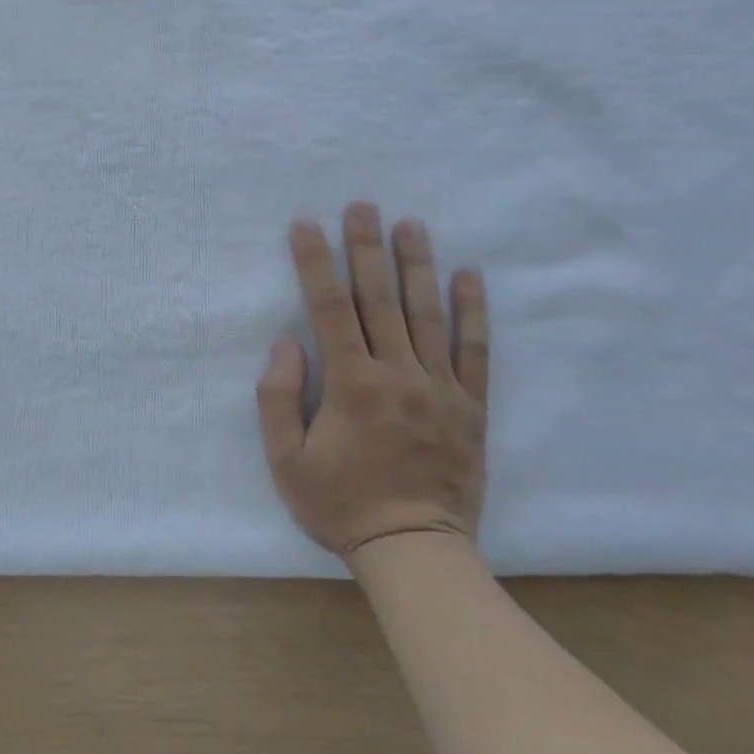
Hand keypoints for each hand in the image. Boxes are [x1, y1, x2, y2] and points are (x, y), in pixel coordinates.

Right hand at [256, 202, 488, 557]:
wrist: (413, 549)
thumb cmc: (340, 505)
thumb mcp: (285, 461)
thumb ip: (278, 398)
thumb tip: (286, 343)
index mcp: (350, 383)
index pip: (328, 307)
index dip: (314, 261)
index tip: (305, 224)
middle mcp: (396, 373)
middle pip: (378, 298)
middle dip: (366, 247)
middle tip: (363, 205)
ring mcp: (439, 387)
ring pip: (427, 314)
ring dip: (417, 265)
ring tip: (411, 223)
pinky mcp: (470, 406)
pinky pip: (474, 351)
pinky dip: (472, 312)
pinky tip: (469, 275)